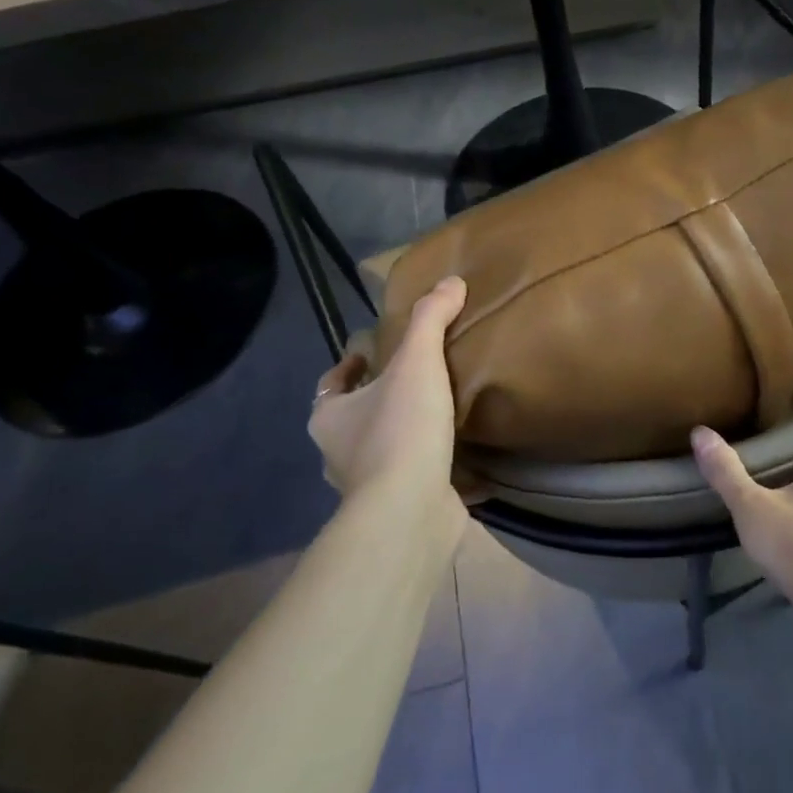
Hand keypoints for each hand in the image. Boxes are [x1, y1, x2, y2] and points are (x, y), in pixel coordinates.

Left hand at [309, 276, 466, 516]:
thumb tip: (451, 281)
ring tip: (442, 415)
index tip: (371, 353)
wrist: (411, 511)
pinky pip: (415, 480)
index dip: (349, 367)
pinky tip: (462, 459)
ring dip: (405, 435)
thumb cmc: (401, 431)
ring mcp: (368, 487)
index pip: (332, 384)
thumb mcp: (416, 362)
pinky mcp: (400, 509)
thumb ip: (431, 320)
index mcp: (330, 418)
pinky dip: (431, 468)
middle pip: (356, 418)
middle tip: (417, 380)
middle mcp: (340, 454)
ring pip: (384, 451)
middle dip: (380, 401)